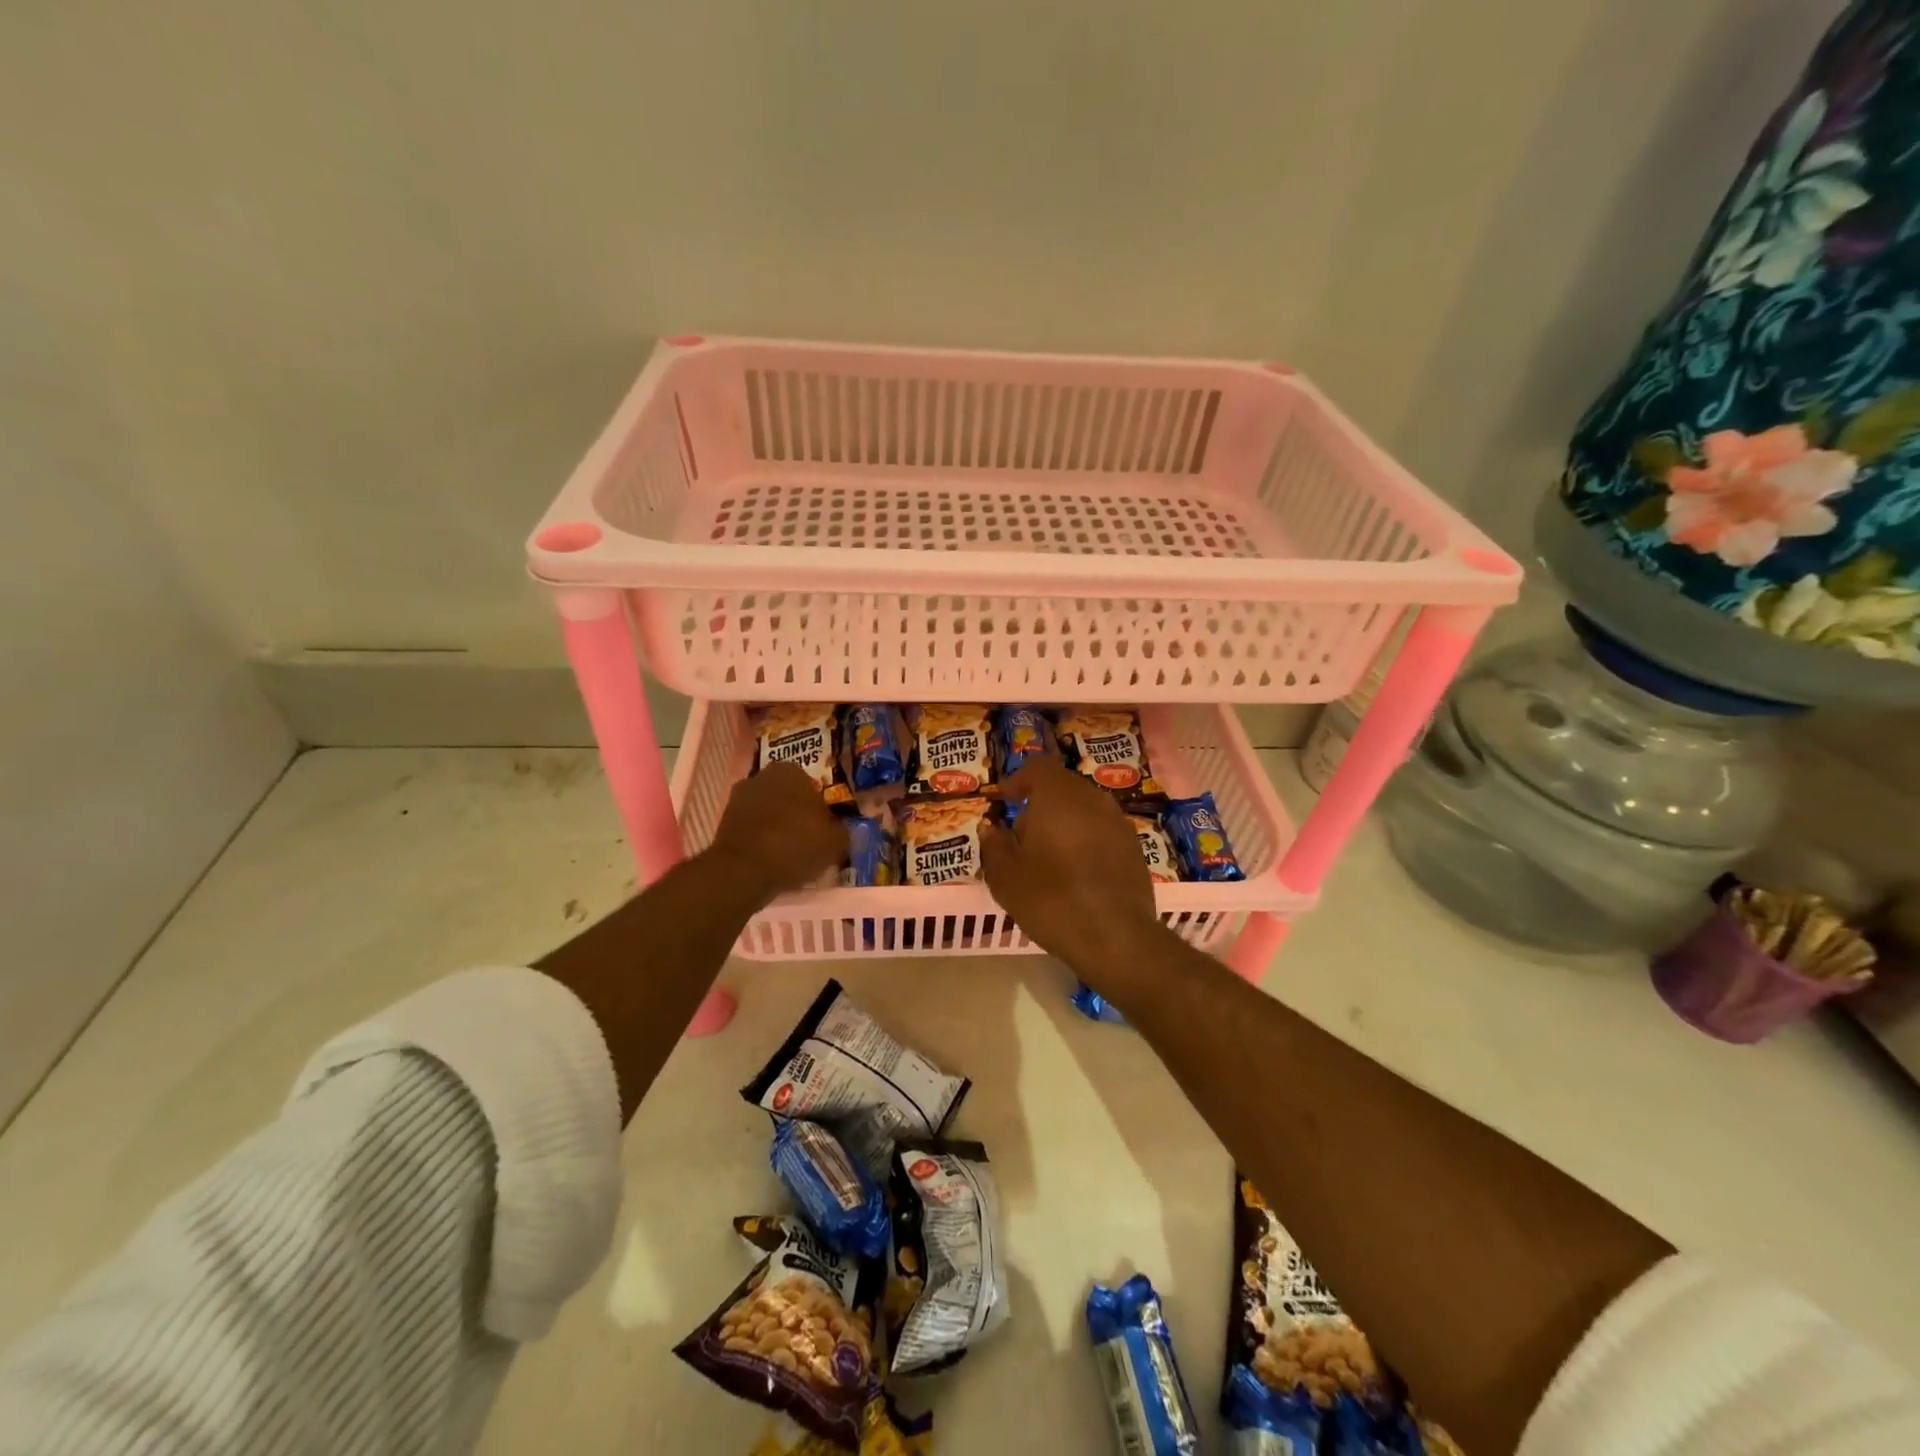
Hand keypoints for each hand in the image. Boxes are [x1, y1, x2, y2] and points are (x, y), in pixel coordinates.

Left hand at [708, 762, 845, 899]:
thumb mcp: (835, 840)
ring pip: (769, 812)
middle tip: (810, 840)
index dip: (822, 809)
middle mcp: (762, 775)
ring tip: (791, 854)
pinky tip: (771, 860)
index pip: (814, 786)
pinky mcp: (723, 821)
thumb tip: (843, 828)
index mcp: (791, 770)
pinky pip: (752, 828)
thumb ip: (844, 829)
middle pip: (789, 797)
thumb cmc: (795, 844)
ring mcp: (738, 797)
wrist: (743, 871)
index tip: (825, 829)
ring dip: (778, 827)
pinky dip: (761, 840)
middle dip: (798, 814)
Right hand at [981, 756, 1164, 979]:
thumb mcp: (1006, 878)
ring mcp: (1118, 821)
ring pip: (1084, 808)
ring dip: (1064, 821)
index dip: (1018, 780)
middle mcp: (1092, 798)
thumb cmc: (1053, 901)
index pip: (1037, 767)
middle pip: (1062, 786)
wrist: (1118, 938)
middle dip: (1040, 803)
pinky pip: (1101, 829)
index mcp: (1058, 796)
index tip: (1005, 799)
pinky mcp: (1134, 846)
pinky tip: (1076, 871)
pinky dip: (1085, 839)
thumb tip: (992, 830)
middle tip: (1022, 834)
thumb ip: (995, 847)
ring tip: (1048, 854)